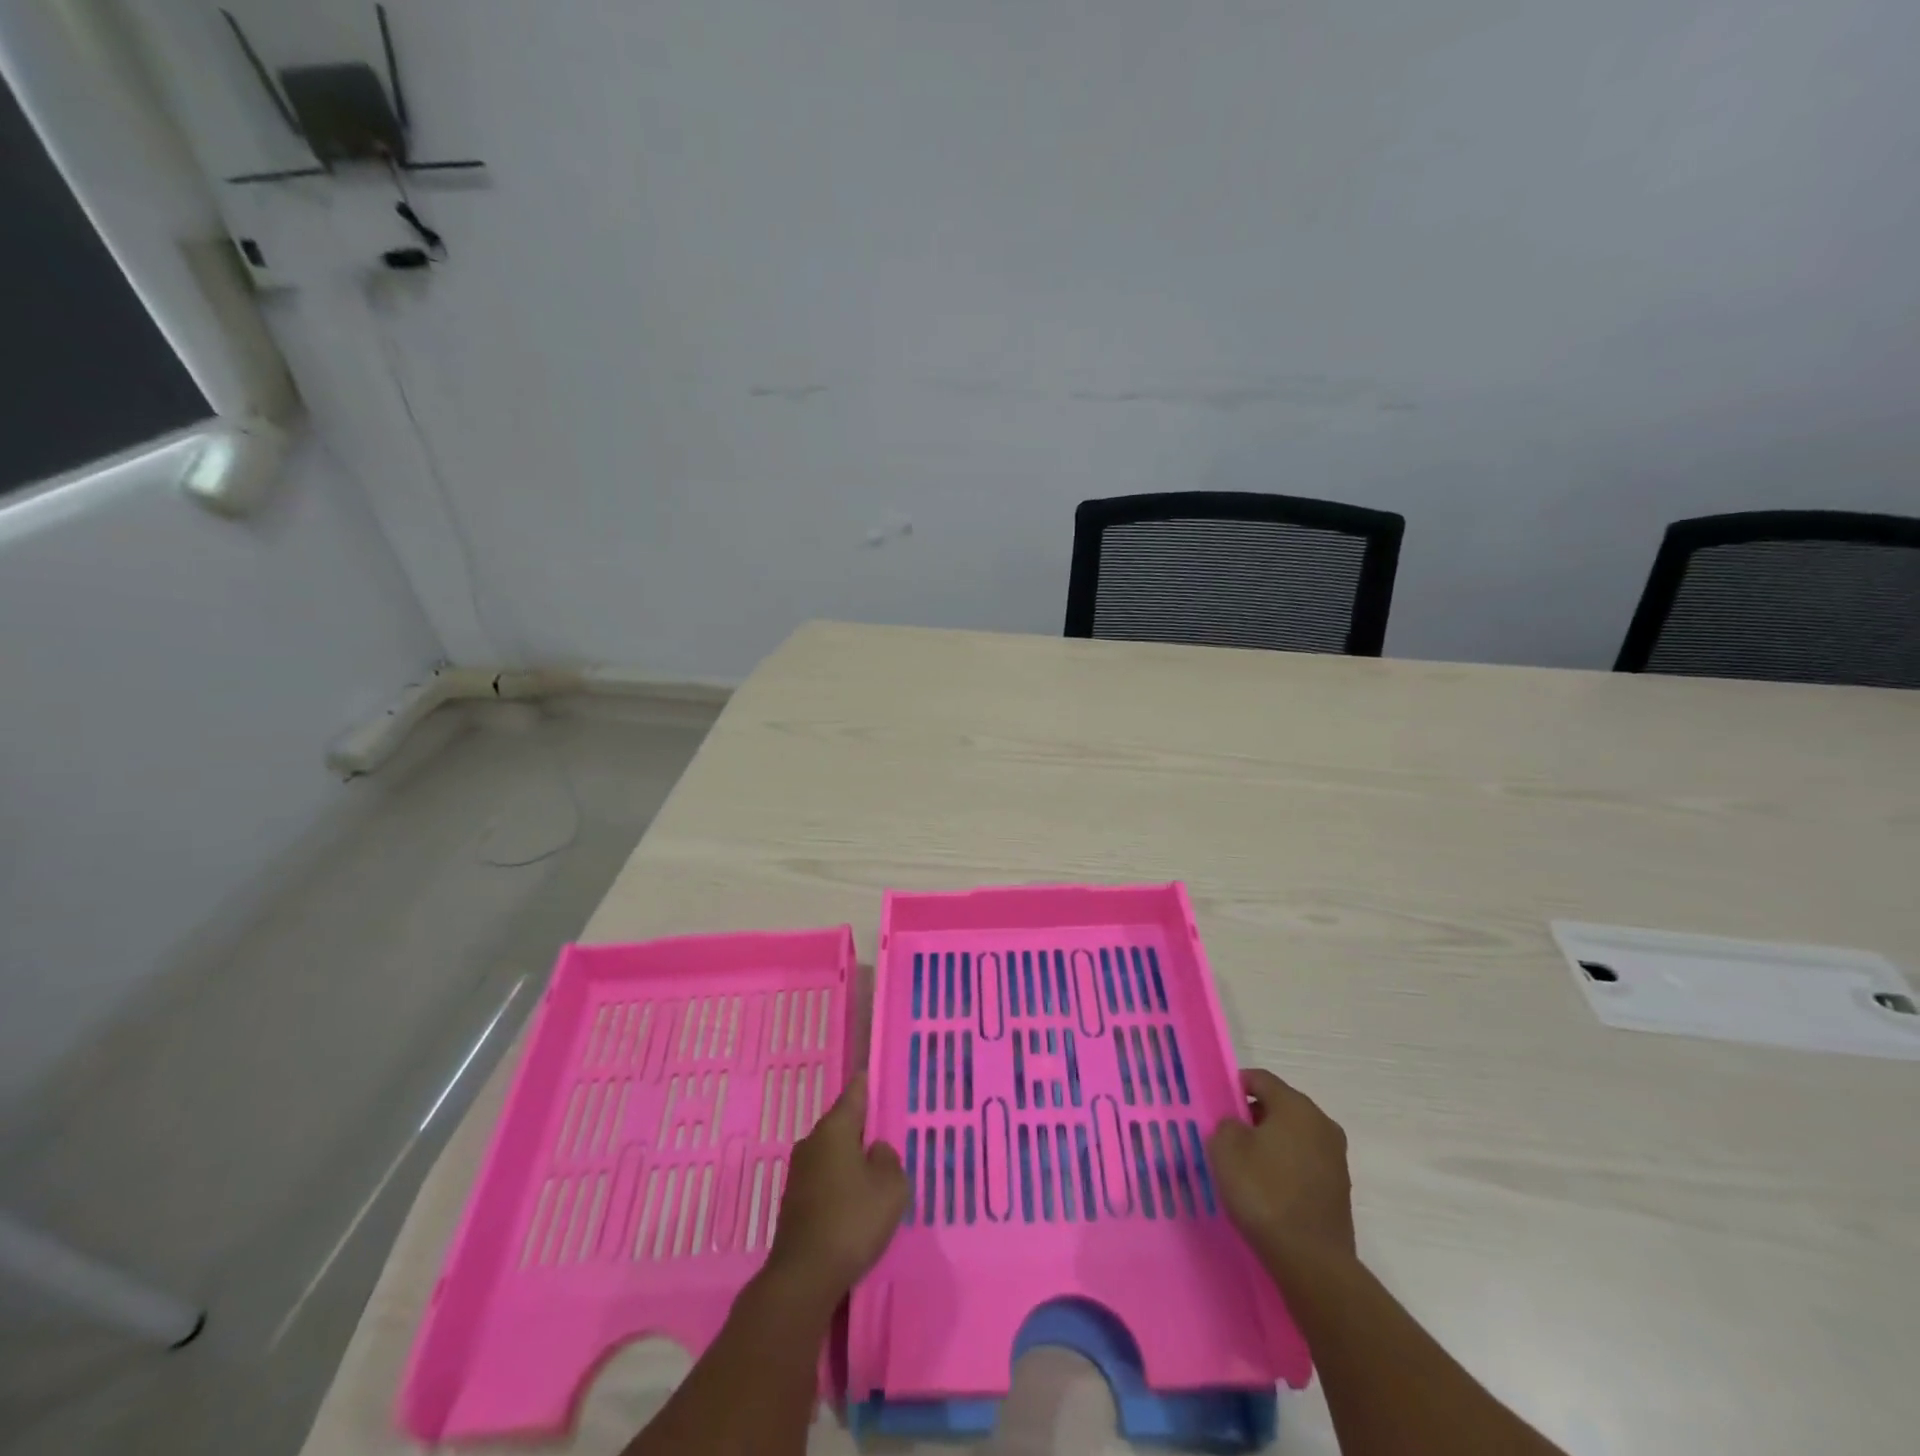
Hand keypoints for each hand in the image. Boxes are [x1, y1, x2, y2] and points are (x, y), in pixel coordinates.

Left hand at [766, 1074, 908, 1301]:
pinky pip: (824, 1178)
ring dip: (850, 1159)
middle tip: (885, 1135)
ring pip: (832, 1153)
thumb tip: (875, 1151)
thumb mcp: (891, 1186)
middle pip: (842, 1124)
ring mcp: (799, 1172)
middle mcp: (812, 1142)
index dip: (866, 1084)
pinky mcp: (794, 1201)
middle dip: (862, 1128)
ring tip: (874, 1173)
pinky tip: (854, 1202)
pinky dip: (839, 1182)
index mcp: (835, 1128)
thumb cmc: (853, 1220)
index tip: (873, 1073)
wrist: (804, 1276)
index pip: (854, 1093)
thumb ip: (889, 1159)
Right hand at [1208, 1068, 1354, 1265]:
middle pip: (1280, 1106)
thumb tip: (1238, 1127)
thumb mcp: (1225, 1148)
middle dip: (1253, 1116)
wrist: (1311, 1261)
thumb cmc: (1264, 1192)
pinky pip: (1304, 1163)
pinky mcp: (1339, 1189)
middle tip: (1227, 1136)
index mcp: (1296, 1106)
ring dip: (1270, 1143)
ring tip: (1246, 1166)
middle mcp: (1322, 1123)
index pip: (1260, 1079)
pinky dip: (1285, 1167)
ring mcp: (1336, 1158)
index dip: (1235, 1086)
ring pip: (1293, 1136)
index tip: (1217, 1106)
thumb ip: (1226, 1125)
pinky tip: (1268, 1189)